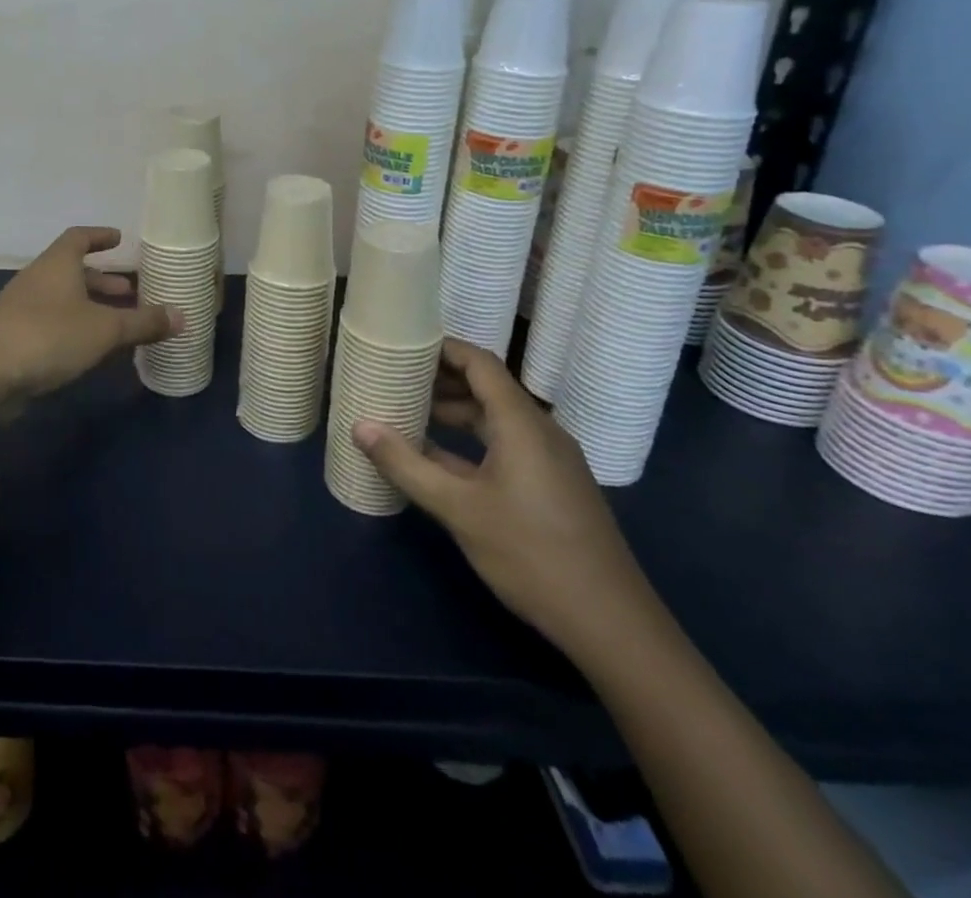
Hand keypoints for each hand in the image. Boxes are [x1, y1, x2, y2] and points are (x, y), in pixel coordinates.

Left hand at [0, 227, 180, 399]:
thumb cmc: (49, 336)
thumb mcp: (105, 330)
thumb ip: (143, 322)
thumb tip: (183, 316)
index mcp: (56, 264)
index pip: (78, 237)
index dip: (100, 236)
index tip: (119, 239)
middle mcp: (37, 279)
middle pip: (72, 270)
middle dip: (102, 279)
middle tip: (130, 291)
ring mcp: (21, 308)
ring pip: (62, 298)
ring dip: (89, 306)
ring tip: (117, 323)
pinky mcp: (14, 337)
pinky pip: (51, 323)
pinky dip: (74, 327)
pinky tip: (91, 350)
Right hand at [351, 340, 660, 661]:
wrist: (611, 624)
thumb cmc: (531, 555)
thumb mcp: (458, 509)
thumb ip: (407, 464)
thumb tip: (359, 426)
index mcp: (521, 423)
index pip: (479, 363)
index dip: (441, 348)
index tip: (402, 346)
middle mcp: (540, 431)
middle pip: (487, 387)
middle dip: (440, 381)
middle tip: (394, 381)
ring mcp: (549, 460)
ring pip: (495, 419)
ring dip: (453, 413)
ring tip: (407, 415)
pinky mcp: (552, 486)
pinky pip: (506, 445)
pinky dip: (470, 441)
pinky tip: (437, 460)